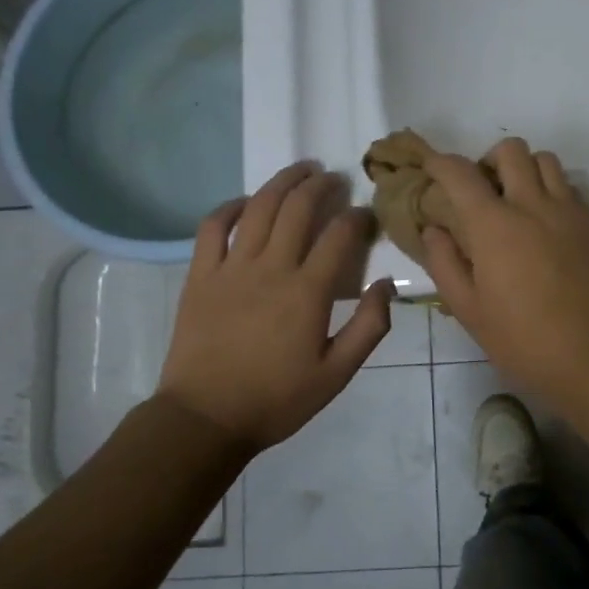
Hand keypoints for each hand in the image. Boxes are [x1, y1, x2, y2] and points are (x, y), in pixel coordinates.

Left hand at [160, 163, 394, 451]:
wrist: (206, 418)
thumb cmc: (277, 399)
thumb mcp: (337, 374)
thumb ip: (370, 327)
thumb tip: (387, 283)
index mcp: (308, 292)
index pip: (340, 236)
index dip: (358, 217)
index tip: (367, 215)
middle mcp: (271, 268)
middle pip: (298, 209)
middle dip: (322, 186)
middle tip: (335, 178)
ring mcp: (231, 268)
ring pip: (259, 207)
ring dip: (283, 182)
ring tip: (301, 170)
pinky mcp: (200, 275)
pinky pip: (213, 226)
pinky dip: (231, 206)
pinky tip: (246, 201)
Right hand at [421, 138, 588, 407]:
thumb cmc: (523, 340)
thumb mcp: (469, 310)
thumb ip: (445, 263)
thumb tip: (435, 229)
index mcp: (494, 225)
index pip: (460, 173)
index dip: (440, 164)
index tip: (432, 169)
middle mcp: (532, 205)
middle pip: (511, 150)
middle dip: (489, 160)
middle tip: (482, 191)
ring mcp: (569, 211)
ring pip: (546, 160)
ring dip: (525, 170)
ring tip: (517, 201)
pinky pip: (570, 186)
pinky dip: (552, 190)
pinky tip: (546, 222)